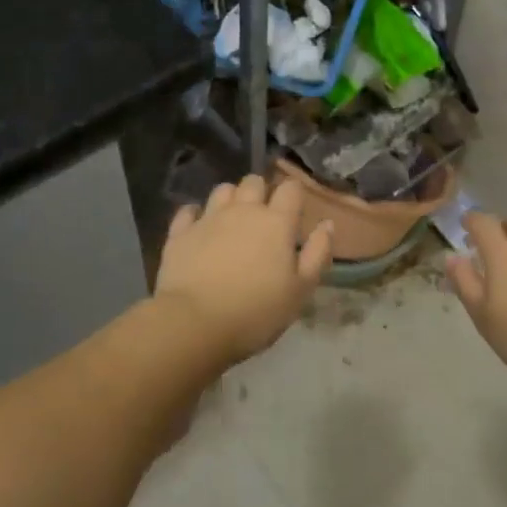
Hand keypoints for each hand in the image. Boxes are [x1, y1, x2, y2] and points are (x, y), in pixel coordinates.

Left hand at [153, 175, 333, 364]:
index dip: (294, 195)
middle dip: (261, 191)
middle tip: (263, 217)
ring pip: (222, 190)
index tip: (294, 212)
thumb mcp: (300, 291)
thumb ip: (317, 254)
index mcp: (276, 222)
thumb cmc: (256, 311)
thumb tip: (327, 224)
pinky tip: (198, 227)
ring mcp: (208, 218)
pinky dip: (195, 215)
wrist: (195, 324)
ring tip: (232, 220)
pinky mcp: (180, 232)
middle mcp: (243, 210)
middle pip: (254, 181)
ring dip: (230, 198)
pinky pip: (188, 211)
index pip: (290, 188)